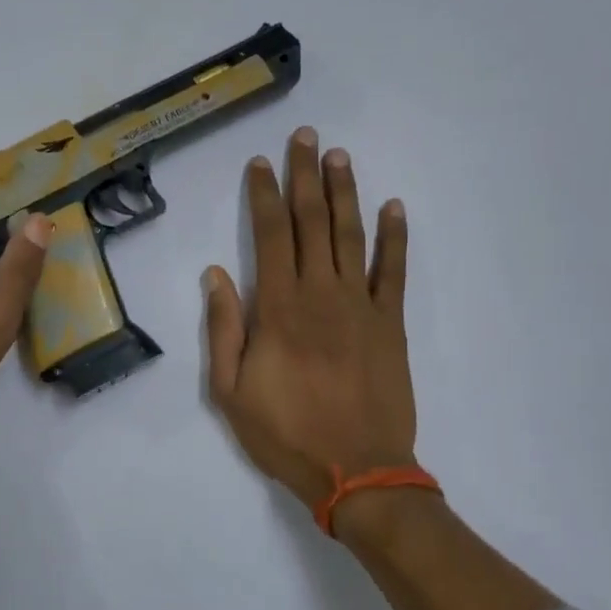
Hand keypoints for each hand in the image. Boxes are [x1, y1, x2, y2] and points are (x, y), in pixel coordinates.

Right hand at [204, 127, 414, 510]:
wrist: (358, 471)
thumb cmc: (286, 434)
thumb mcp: (230, 392)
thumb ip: (223, 329)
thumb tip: (215, 275)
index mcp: (278, 309)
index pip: (269, 236)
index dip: (263, 195)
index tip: (260, 163)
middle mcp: (320, 294)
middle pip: (311, 222)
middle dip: (305, 177)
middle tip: (305, 137)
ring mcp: (361, 306)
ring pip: (350, 236)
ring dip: (345, 193)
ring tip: (340, 156)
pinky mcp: (392, 324)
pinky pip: (395, 272)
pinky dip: (395, 237)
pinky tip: (393, 207)